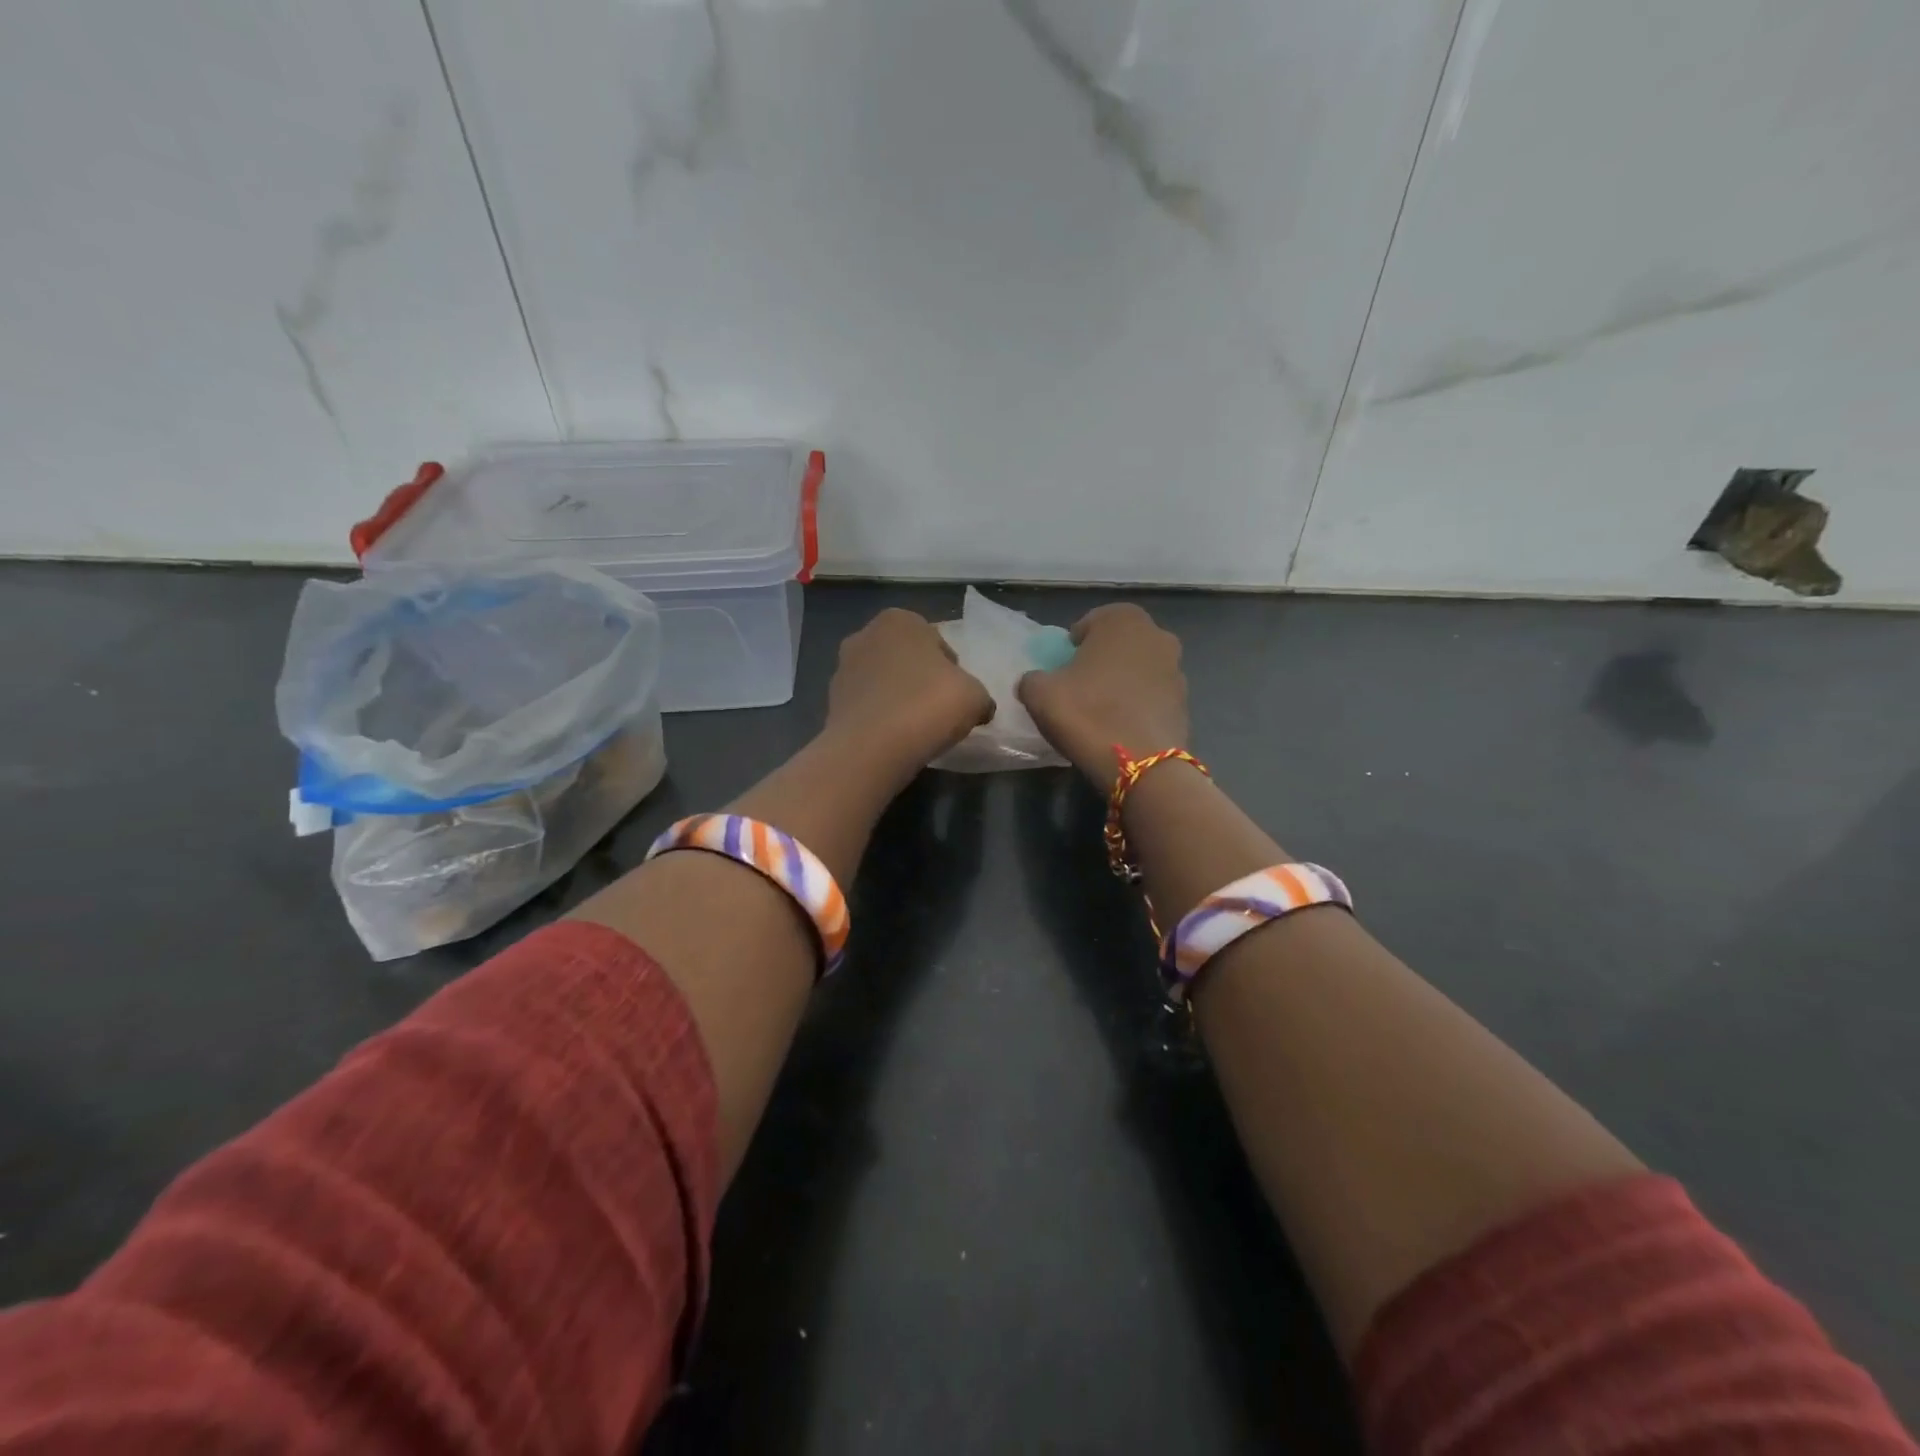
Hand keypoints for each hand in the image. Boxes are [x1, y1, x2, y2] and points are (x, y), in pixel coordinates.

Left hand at [825, 609, 992, 775]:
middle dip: (920, 679)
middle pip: (906, 658)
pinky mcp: (831, 702)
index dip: (951, 669)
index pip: (936, 641)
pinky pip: (867, 706)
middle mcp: (865, 635)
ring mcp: (842, 668)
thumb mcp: (975, 697)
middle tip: (938, 710)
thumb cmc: (927, 706)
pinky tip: (893, 739)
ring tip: (915, 728)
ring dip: (898, 698)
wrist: (872, 748)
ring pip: (883, 681)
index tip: (957, 694)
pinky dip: (880, 718)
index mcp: (900, 620)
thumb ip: (979, 695)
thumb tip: (979, 708)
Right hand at [1017, 603, 1187, 788]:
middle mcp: (1157, 635)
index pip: (1090, 622)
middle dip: (1101, 661)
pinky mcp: (1186, 703)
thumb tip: (1037, 681)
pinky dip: (1138, 706)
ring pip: (1139, 670)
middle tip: (1080, 688)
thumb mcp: (1039, 693)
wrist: (1140, 765)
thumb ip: (1033, 678)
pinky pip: (1152, 697)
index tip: (1062, 670)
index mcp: (1123, 620)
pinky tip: (1121, 729)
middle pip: (1119, 644)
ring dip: (1122, 683)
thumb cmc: (1087, 714)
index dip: (1073, 645)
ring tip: (1102, 712)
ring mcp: (1177, 669)